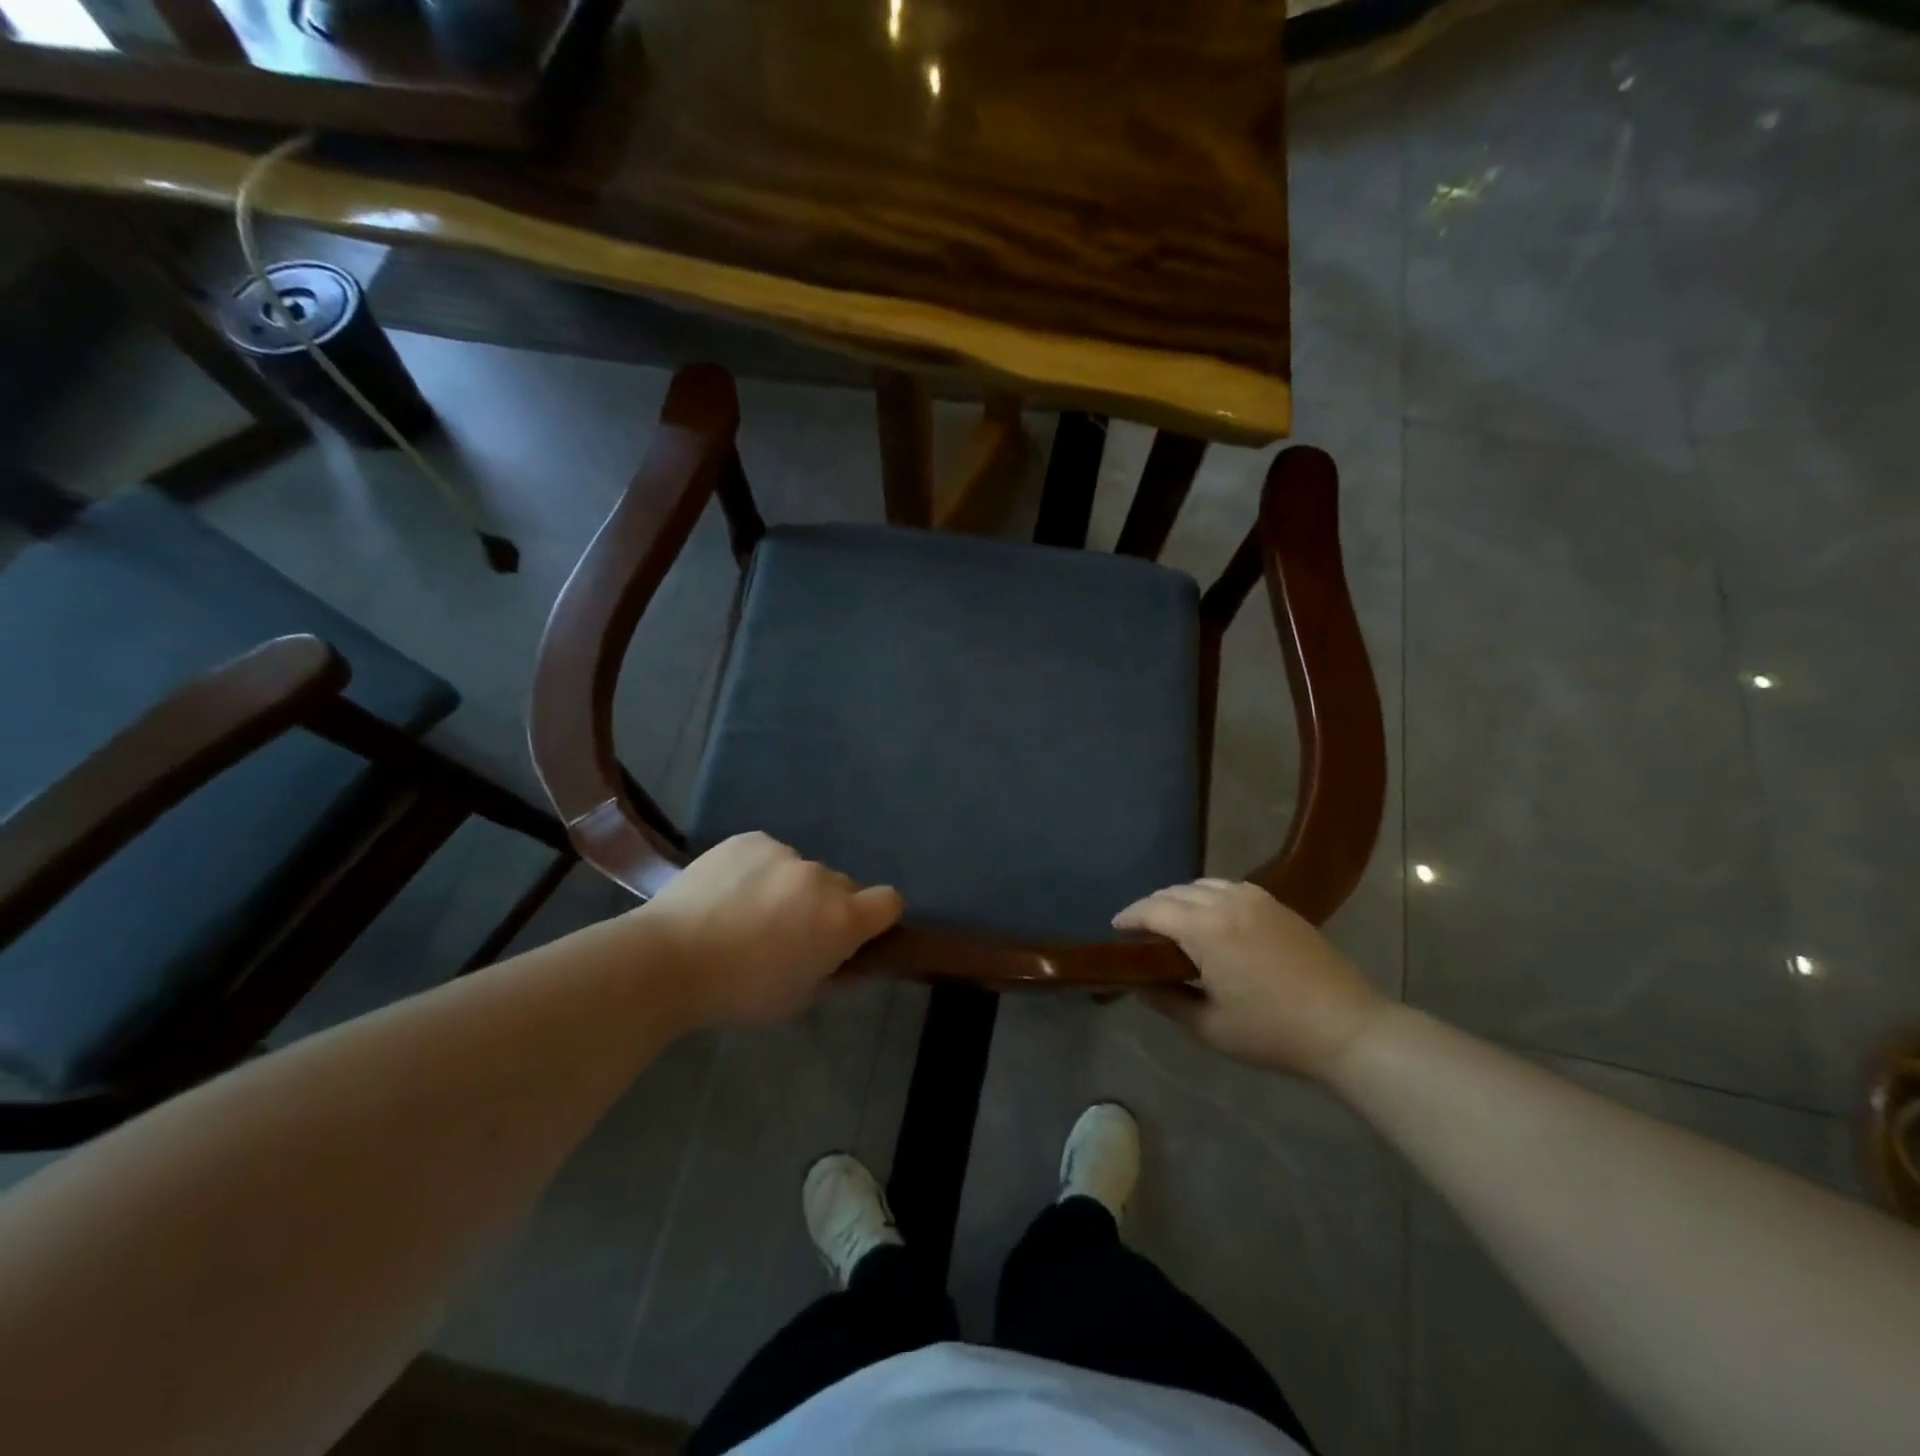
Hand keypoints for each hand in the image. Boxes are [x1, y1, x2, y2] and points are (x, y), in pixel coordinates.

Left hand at [638, 833, 903, 1028]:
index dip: (879, 918)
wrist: (667, 959)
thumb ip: (837, 975)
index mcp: (841, 919)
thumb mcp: (798, 999)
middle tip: (791, 933)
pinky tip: (728, 894)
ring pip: (803, 871)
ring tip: (749, 913)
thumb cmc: (739, 992)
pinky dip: (760, 871)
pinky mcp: (750, 839)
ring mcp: (784, 853)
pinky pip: (770, 855)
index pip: (890, 901)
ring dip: (792, 888)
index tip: (857, 934)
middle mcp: (821, 877)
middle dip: (828, 907)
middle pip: (843, 886)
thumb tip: (857, 962)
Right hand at [1113, 879, 1385, 1079]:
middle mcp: (1227, 902)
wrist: (1347, 1027)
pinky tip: (1210, 919)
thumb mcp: (1210, 1027)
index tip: (1115, 929)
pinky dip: (1207, 896)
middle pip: (1174, 892)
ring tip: (1171, 923)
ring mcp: (1256, 899)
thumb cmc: (1273, 1032)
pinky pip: (1228, 887)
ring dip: (1179, 899)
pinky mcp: (1277, 904)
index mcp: (1206, 929)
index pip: (1153, 910)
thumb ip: (1167, 1000)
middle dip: (1151, 907)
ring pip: (1202, 885)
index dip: (1129, 917)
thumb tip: (1138, 984)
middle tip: (1139, 932)